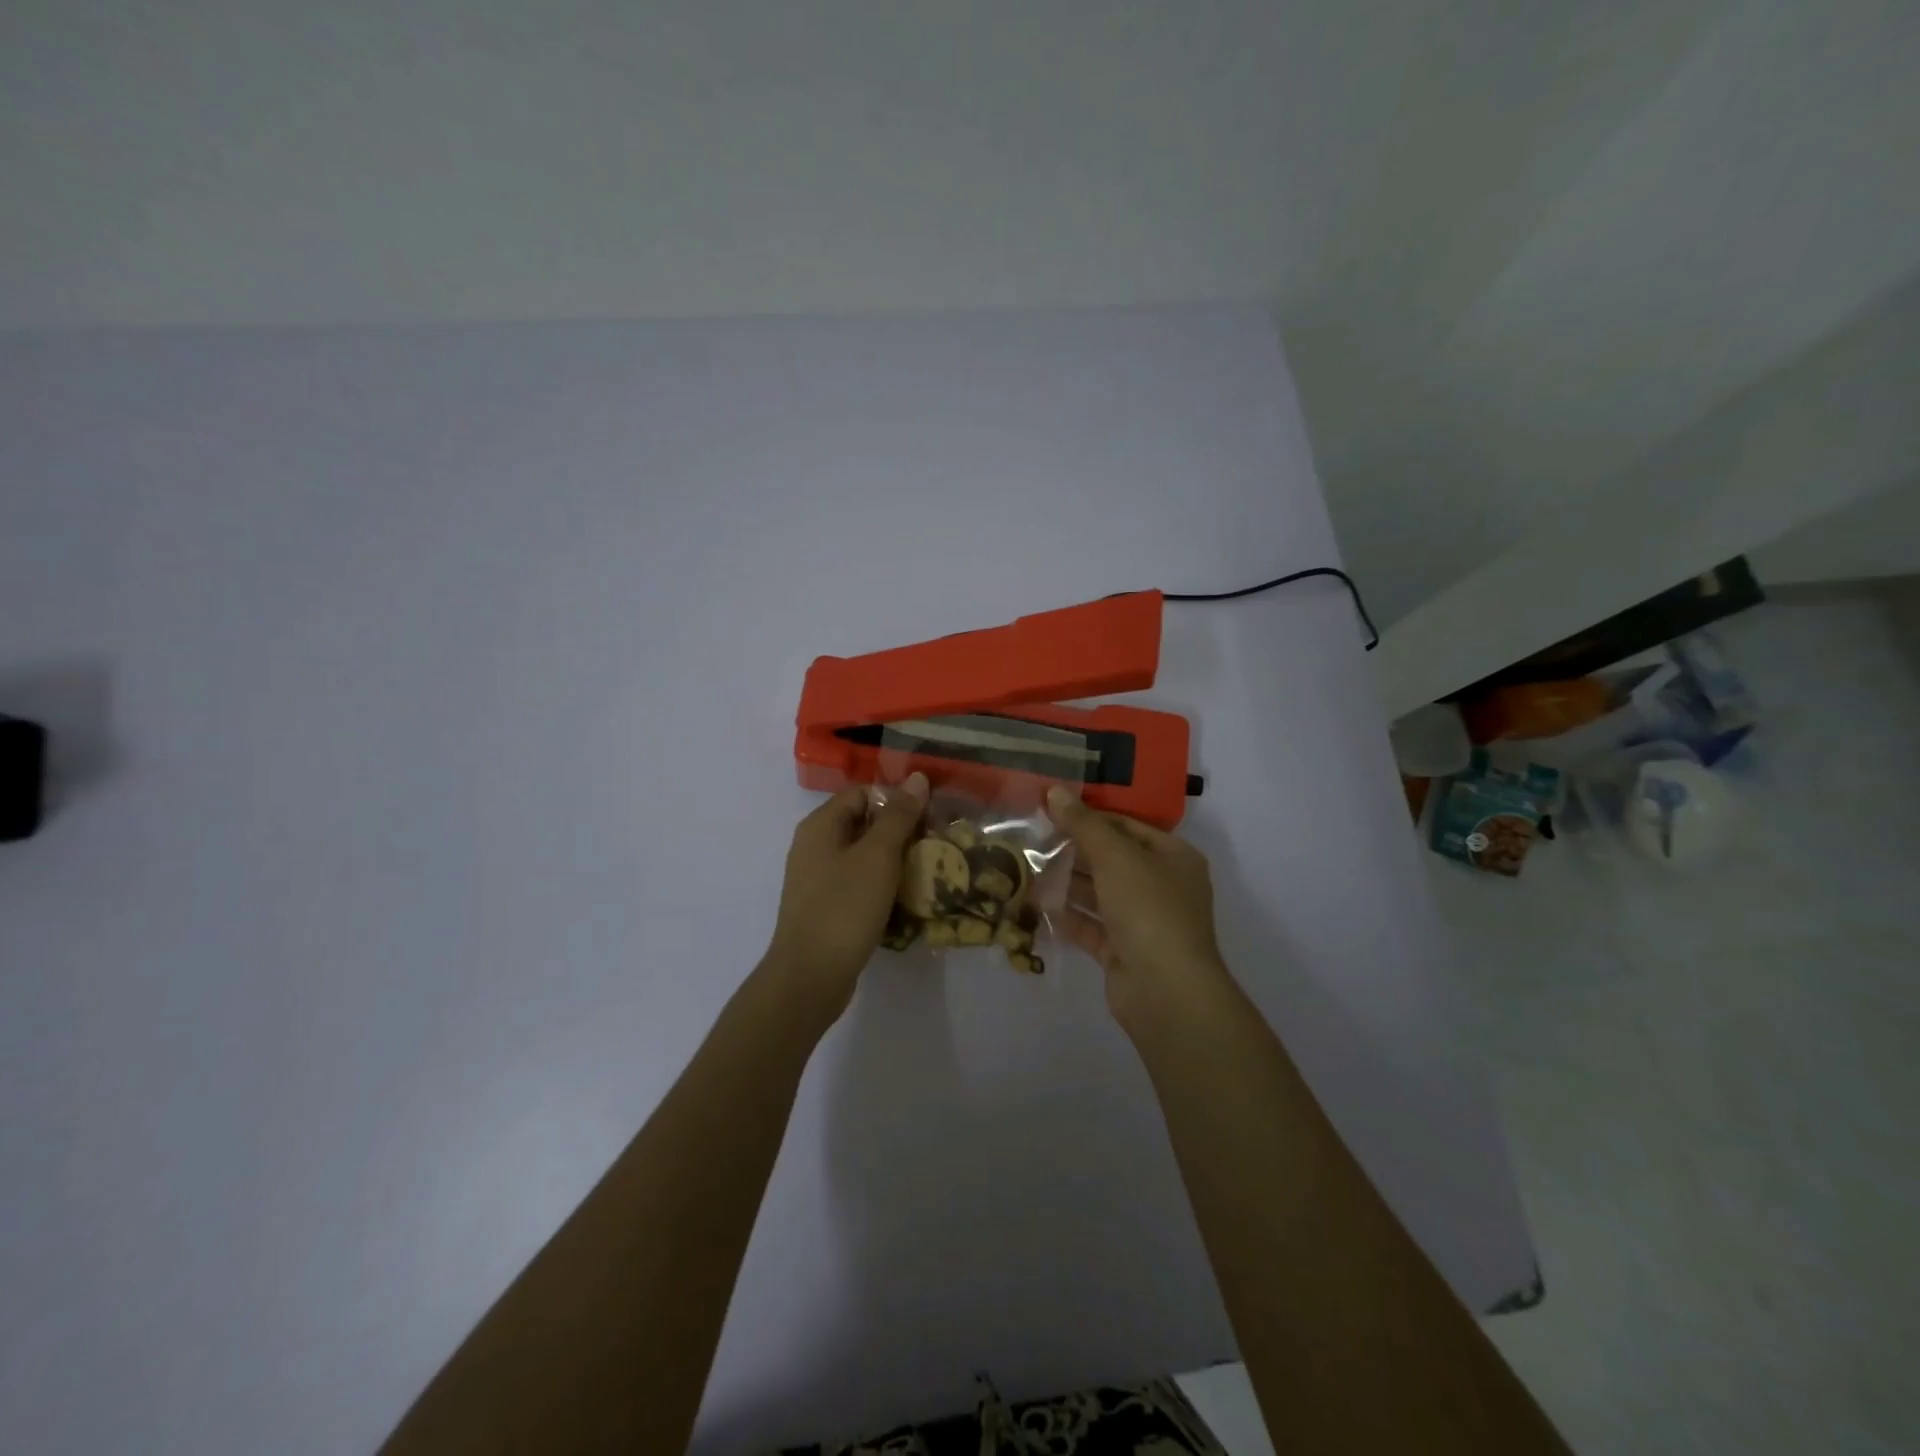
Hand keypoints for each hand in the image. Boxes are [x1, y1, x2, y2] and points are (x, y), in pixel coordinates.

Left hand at [763, 772, 928, 1027]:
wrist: (810, 976)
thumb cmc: (845, 907)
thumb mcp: (878, 856)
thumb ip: (898, 815)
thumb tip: (917, 778)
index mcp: (821, 825)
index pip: (862, 793)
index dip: (896, 799)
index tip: (928, 819)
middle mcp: (814, 845)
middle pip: (863, 823)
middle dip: (900, 831)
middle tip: (934, 846)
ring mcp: (817, 878)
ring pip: (862, 856)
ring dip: (894, 860)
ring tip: (926, 872)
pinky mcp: (825, 906)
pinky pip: (857, 883)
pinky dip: (881, 886)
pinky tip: (904, 900)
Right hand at [1047, 786, 1230, 1024]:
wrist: (1166, 991)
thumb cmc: (1148, 909)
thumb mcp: (1115, 857)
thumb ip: (1083, 824)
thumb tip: (1055, 791)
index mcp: (1173, 857)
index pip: (1127, 826)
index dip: (1090, 816)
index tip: (1050, 810)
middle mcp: (1163, 886)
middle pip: (1112, 859)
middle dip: (1073, 850)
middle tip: (1032, 838)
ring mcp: (1144, 921)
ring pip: (1100, 894)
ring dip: (1067, 883)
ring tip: (1027, 868)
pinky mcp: (1124, 951)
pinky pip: (1092, 926)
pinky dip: (1069, 916)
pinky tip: (1038, 905)